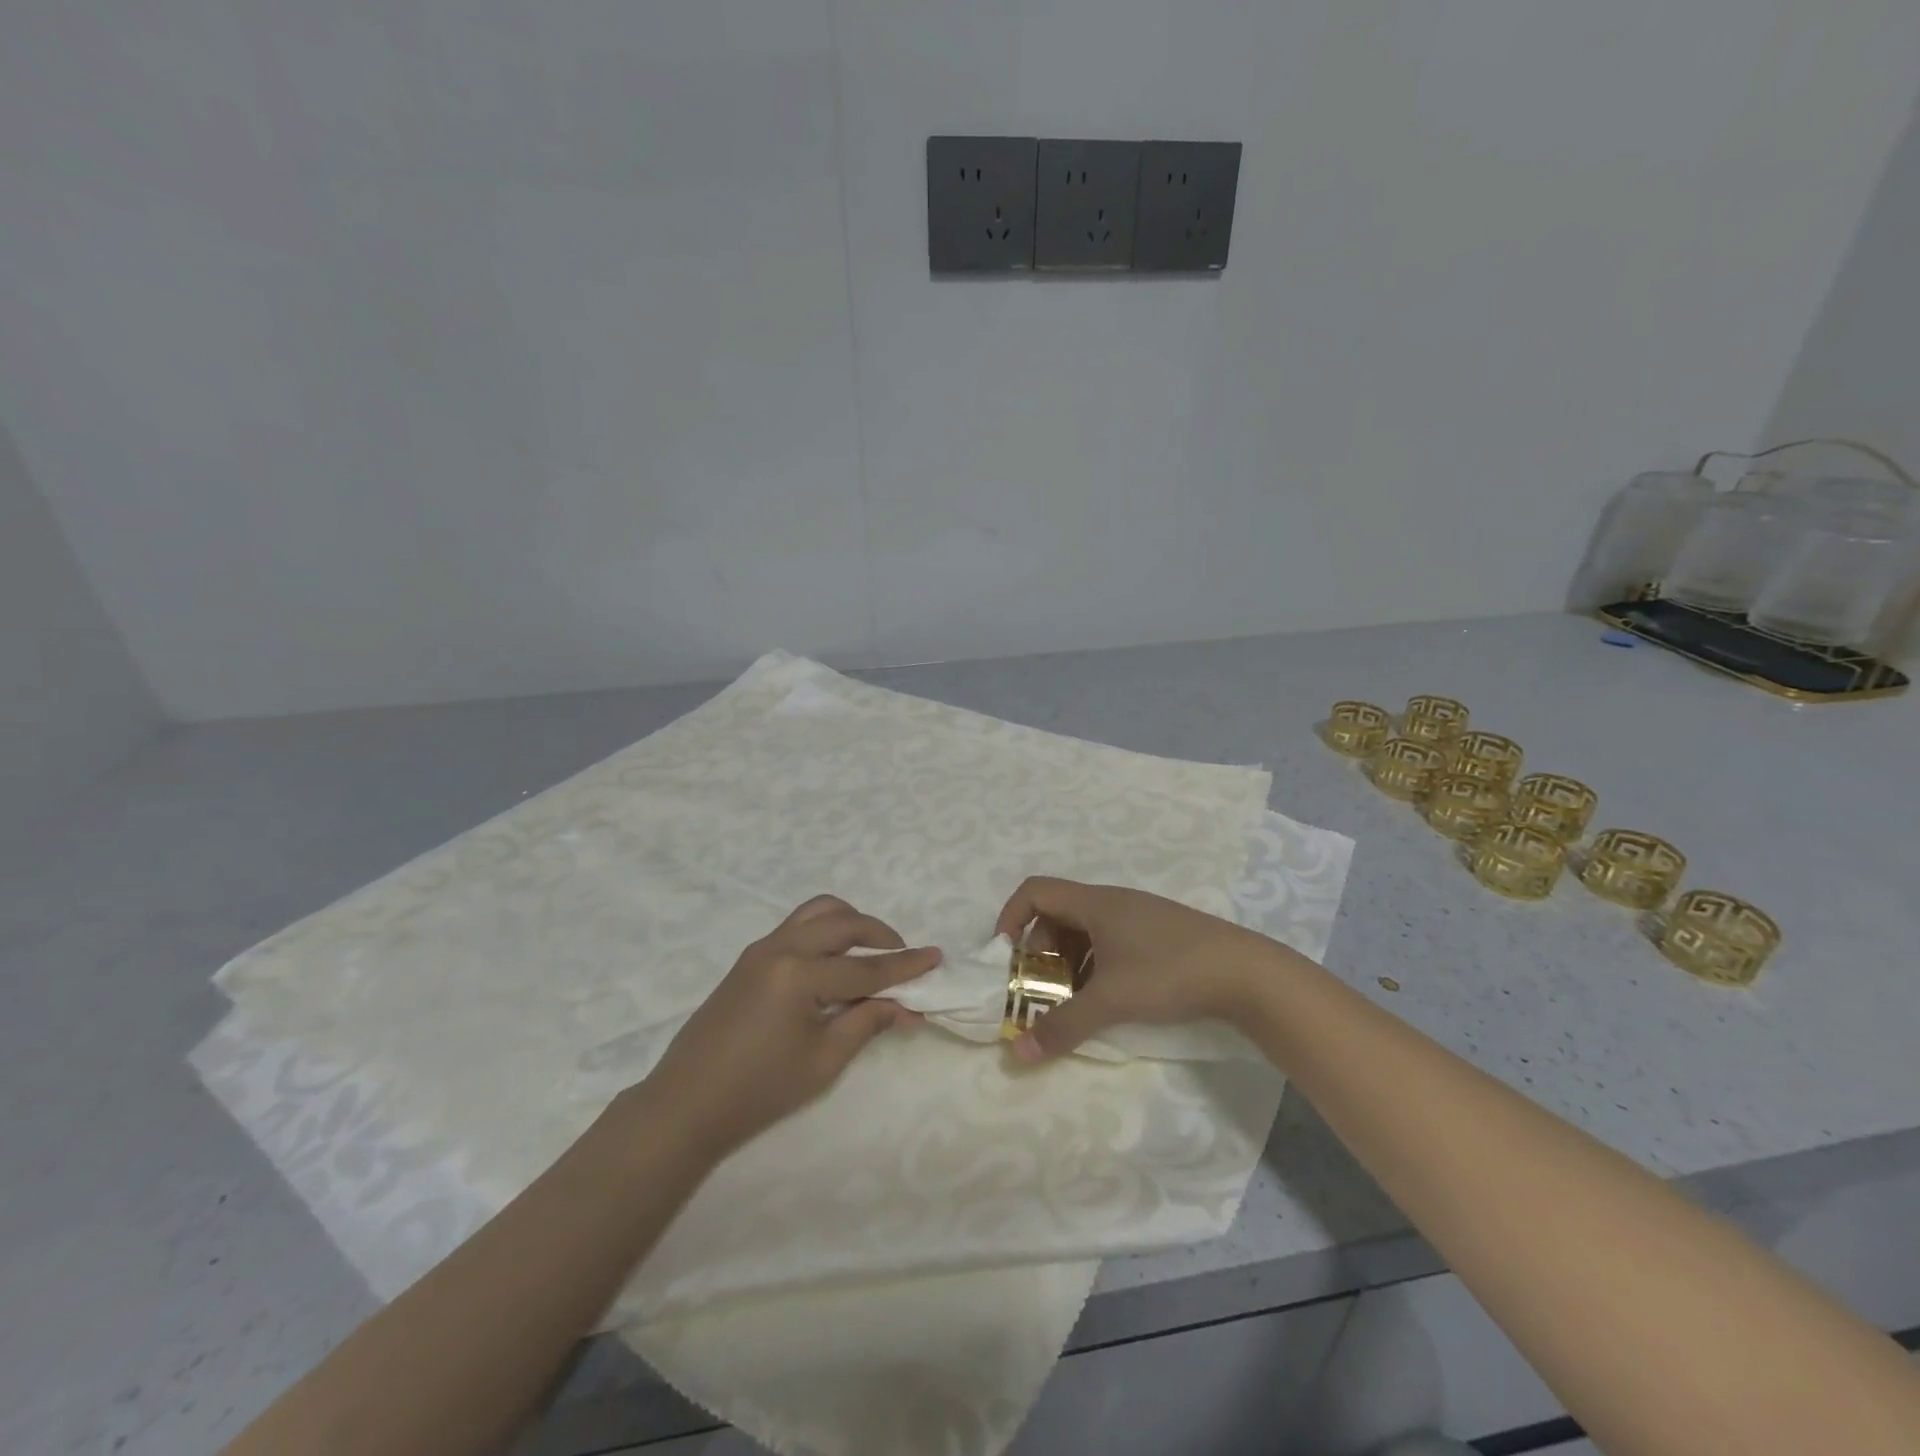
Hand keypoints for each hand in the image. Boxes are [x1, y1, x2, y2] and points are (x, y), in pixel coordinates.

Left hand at [637, 896, 940, 1160]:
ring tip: (870, 951)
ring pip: (819, 912)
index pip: (865, 968)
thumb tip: (907, 1007)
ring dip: (851, 923)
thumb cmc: (759, 1091)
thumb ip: (867, 1024)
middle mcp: (781, 948)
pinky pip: (799, 925)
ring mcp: (762, 948)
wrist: (686, 1104)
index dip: (905, 966)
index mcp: (799, 975)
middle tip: (904, 958)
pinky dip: (827, 930)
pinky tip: (836, 961)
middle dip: (881, 936)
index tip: (937, 958)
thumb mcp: (823, 1062)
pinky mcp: (750, 956)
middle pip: (844, 923)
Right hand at [994, 877, 1299, 1060]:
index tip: (1005, 956)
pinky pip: (1110, 942)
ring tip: (1073, 1001)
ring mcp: (1138, 916)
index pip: (1035, 891)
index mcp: (1094, 903)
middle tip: (1041, 989)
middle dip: (1041, 951)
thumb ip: (1062, 1026)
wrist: (1246, 972)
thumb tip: (1017, 1053)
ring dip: (1069, 963)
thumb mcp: (1110, 1000)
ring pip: (1086, 931)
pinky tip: (1108, 1000)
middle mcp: (1112, 902)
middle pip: (1058, 914)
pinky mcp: (1159, 934)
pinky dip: (1096, 966)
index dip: (1011, 917)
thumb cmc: (1168, 972)